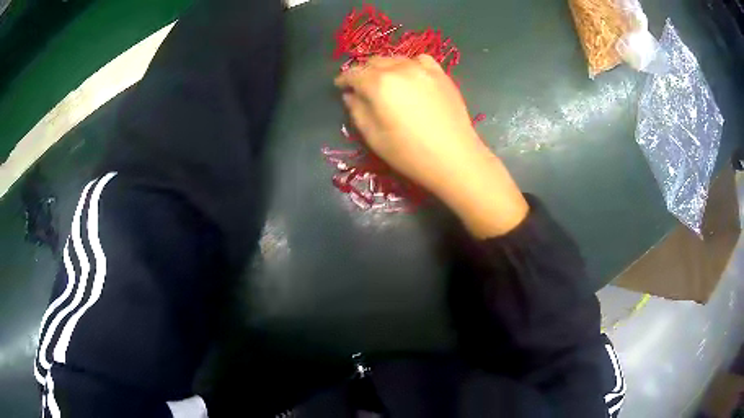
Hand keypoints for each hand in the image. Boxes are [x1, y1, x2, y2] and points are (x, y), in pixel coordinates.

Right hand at [335, 55, 528, 237]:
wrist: (455, 158)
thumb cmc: (409, 153)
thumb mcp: (373, 137)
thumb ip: (357, 111)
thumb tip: (351, 95)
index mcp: (379, 84)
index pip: (354, 73)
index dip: (344, 79)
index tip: (340, 86)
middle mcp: (399, 69)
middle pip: (373, 62)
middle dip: (362, 72)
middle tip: (360, 86)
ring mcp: (423, 69)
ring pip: (395, 59)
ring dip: (384, 67)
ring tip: (383, 81)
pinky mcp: (441, 74)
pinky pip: (419, 60)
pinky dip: (408, 64)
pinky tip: (409, 76)